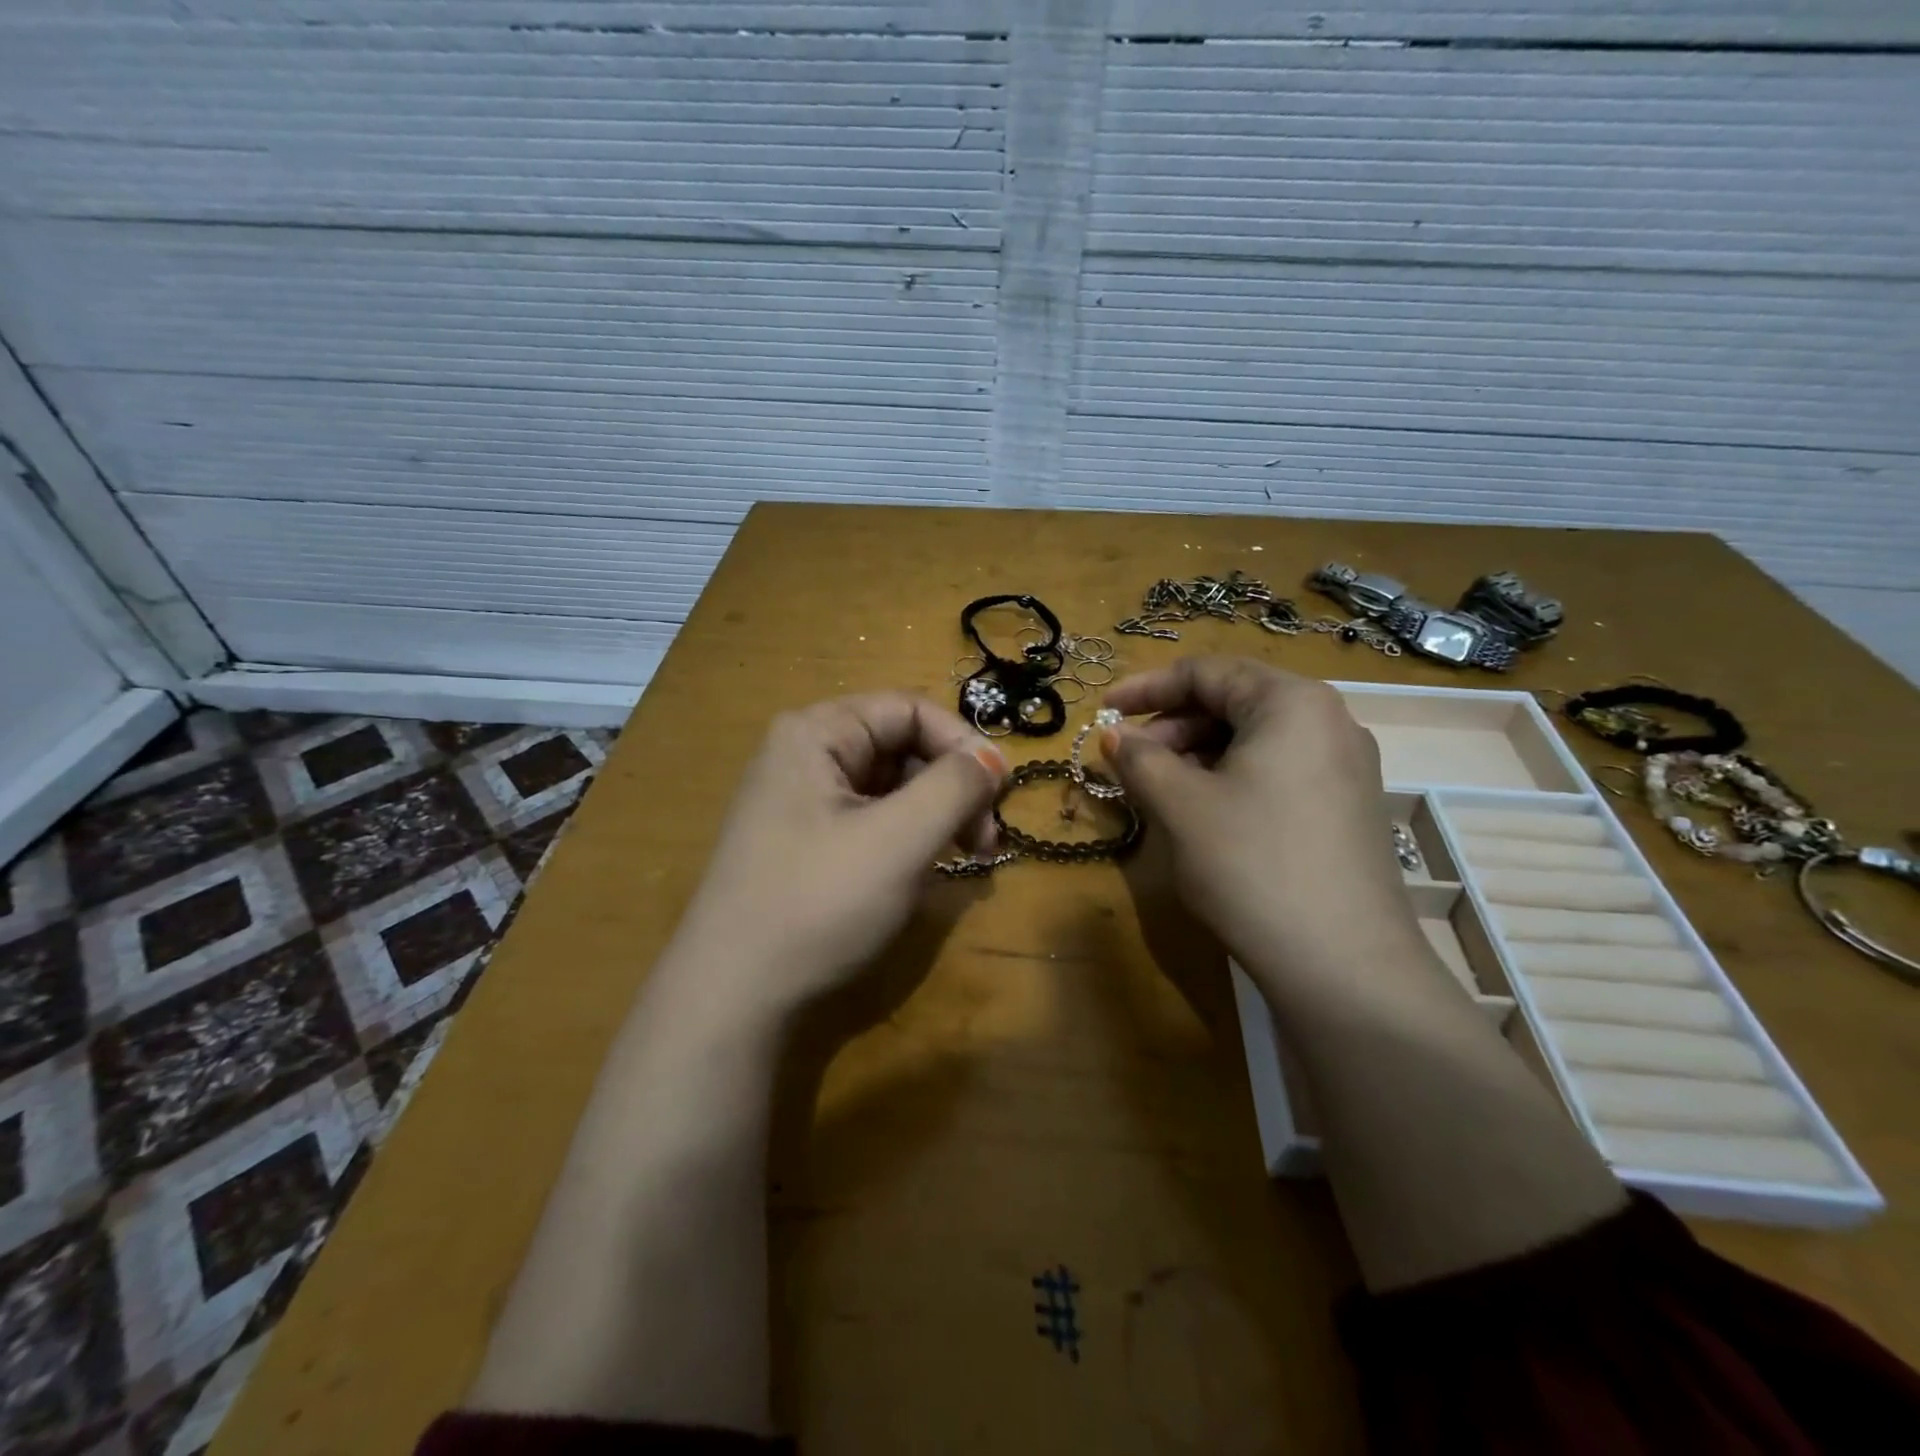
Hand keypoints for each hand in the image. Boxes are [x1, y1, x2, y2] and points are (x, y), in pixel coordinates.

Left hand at [666, 693, 1006, 1019]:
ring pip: (889, 787)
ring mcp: (799, 800)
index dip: (963, 744)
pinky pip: (869, 820)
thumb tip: (993, 758)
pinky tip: (920, 874)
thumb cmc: (819, 903)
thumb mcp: (899, 840)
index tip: (1001, 794)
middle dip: (952, 787)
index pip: (910, 709)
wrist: (732, 995)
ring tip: (963, 860)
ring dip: (935, 816)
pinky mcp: (802, 841)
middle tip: (986, 841)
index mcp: (817, 733)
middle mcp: (804, 753)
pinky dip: (905, 839)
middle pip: (901, 747)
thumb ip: (955, 786)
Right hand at [1101, 657, 1421, 979]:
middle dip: (1172, 726)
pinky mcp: (1348, 807)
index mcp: (1291, 702)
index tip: (1103, 713)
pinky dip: (1231, 778)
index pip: (1207, 671)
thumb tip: (1113, 736)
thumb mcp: (1182, 806)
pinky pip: (1278, 770)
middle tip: (1129, 761)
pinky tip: (1205, 814)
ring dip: (1198, 755)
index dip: (1146, 688)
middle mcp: (1328, 721)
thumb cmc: (1252, 865)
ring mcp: (1346, 766)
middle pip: (1233, 701)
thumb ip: (1140, 759)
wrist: (1345, 965)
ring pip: (1254, 739)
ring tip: (1160, 791)